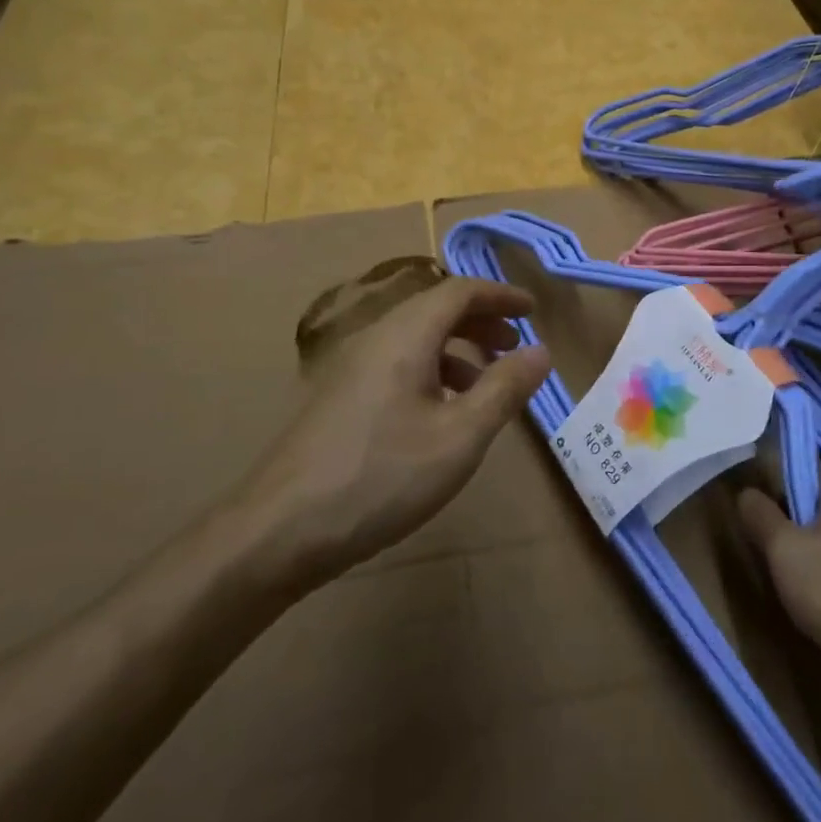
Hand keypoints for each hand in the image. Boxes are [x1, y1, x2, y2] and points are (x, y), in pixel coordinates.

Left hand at [243, 277, 552, 585]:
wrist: (278, 530)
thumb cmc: (380, 477)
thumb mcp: (459, 437)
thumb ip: (504, 389)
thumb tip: (542, 351)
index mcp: (405, 335)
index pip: (459, 291)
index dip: (500, 295)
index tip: (533, 310)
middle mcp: (376, 338)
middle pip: (435, 309)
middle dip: (481, 321)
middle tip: (515, 345)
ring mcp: (351, 367)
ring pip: (415, 338)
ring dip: (457, 349)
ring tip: (486, 384)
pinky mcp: (339, 397)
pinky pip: (397, 363)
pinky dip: (431, 372)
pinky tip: (441, 414)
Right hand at [738, 464, 820, 730]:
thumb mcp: (785, 552)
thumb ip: (761, 516)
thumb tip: (747, 491)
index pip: (803, 466)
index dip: (775, 481)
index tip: (755, 508)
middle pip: (819, 505)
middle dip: (793, 524)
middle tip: (768, 551)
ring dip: (814, 556)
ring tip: (793, 586)